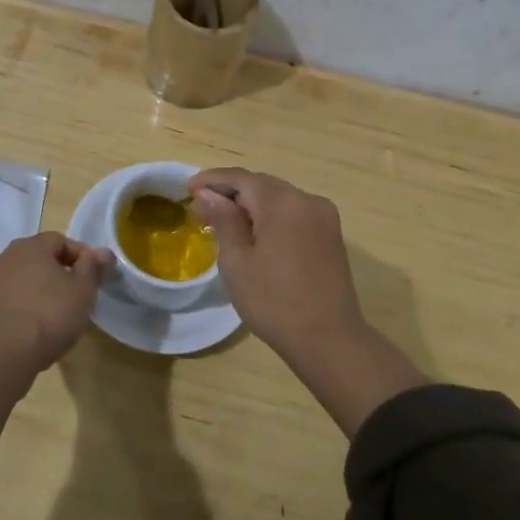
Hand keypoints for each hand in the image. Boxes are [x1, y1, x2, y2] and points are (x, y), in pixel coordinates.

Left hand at [0, 231, 112, 372]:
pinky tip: (36, 324)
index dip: (81, 256)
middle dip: (60, 271)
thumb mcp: (83, 290)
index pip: (61, 241)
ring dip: (41, 287)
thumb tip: (103, 252)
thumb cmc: (50, 314)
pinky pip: (12, 296)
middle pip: (41, 257)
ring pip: (25, 276)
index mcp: (32, 245)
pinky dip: (25, 303)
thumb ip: (94, 267)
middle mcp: (8, 255)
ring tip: (58, 311)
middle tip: (78, 293)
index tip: (94, 277)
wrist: (5, 354)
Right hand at [189, 168, 365, 358]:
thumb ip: (223, 220)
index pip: (241, 178)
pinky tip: (257, 232)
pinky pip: (295, 212)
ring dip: (252, 203)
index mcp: (282, 202)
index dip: (212, 180)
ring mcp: (324, 216)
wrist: (329, 340)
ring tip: (226, 220)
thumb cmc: (274, 302)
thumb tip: (208, 194)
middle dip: (232, 191)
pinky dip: (272, 215)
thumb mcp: (236, 262)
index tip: (188, 188)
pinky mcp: (331, 234)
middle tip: (203, 206)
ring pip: (279, 197)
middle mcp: (307, 199)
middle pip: (262, 184)